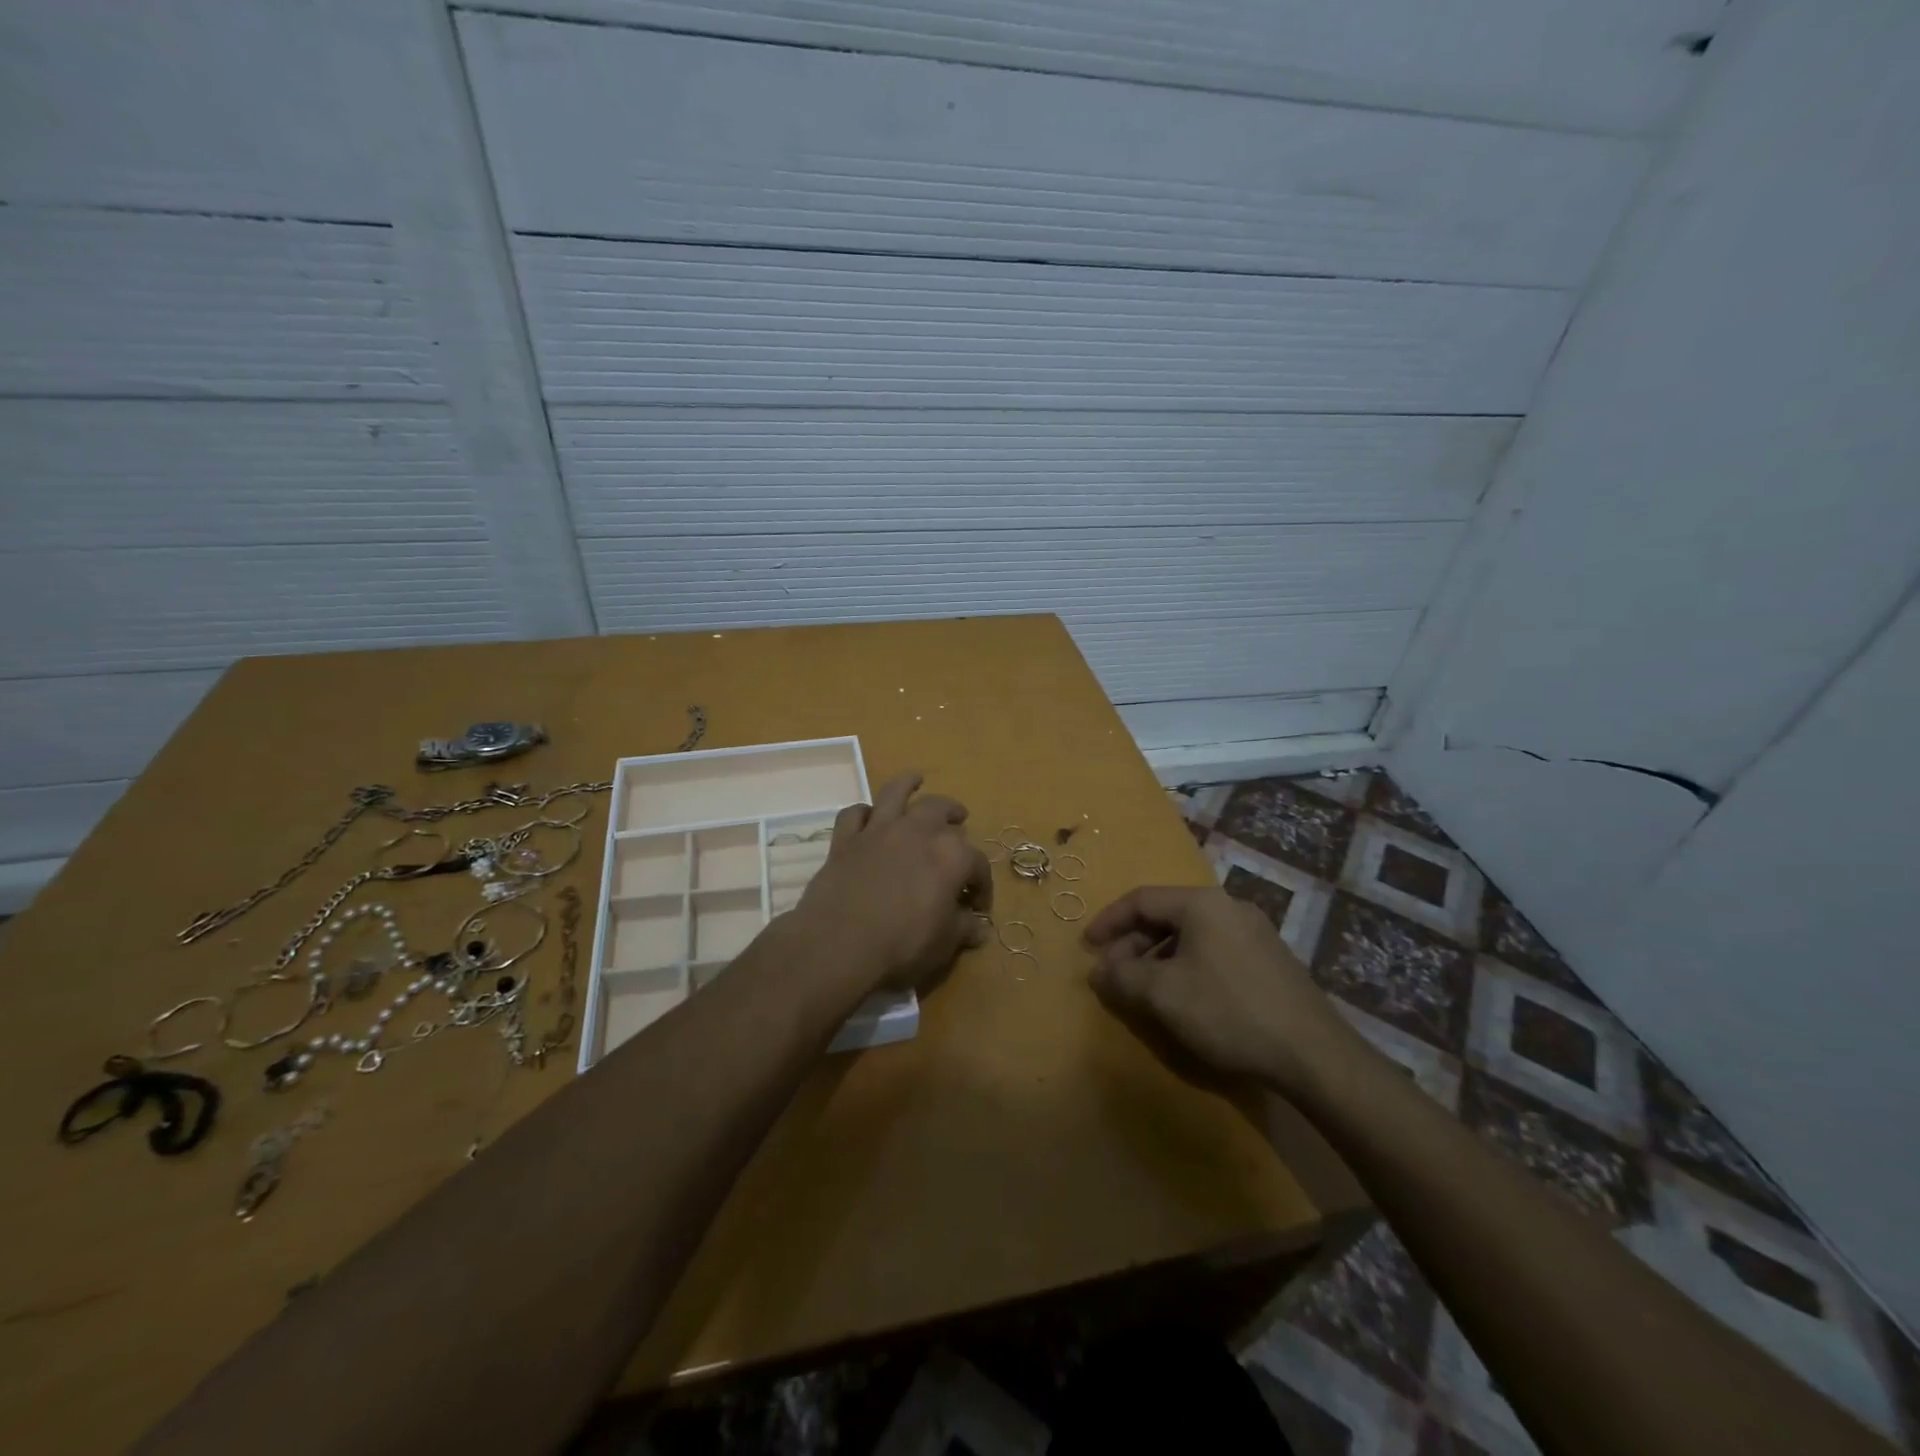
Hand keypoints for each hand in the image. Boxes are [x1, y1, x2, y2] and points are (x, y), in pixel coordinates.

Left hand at [790, 772, 992, 995]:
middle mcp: (917, 831)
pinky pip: (854, 814)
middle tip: (959, 821)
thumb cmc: (903, 944)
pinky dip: (862, 813)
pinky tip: (867, 817)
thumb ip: (964, 930)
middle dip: (954, 814)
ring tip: (916, 780)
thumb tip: (982, 928)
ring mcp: (878, 830)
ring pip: (895, 793)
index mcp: (951, 855)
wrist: (840, 944)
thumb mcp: (944, 944)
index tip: (978, 906)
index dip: (982, 885)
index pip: (977, 864)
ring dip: (908, 784)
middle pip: (941, 809)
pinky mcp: (845, 840)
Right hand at [1084, 886, 1364, 1098]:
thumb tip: (1099, 970)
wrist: (1313, 1053)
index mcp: (1202, 904)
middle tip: (1113, 973)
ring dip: (1158, 957)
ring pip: (1190, 935)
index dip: (1108, 921)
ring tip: (1143, 989)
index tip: (1086, 947)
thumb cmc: (1228, 1011)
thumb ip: (1122, 976)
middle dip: (1132, 943)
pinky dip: (1186, 965)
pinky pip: (1213, 950)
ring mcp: (1254, 932)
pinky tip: (1183, 997)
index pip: (1141, 899)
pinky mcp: (1269, 960)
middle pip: (1166, 916)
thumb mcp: (1163, 994)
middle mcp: (1229, 907)